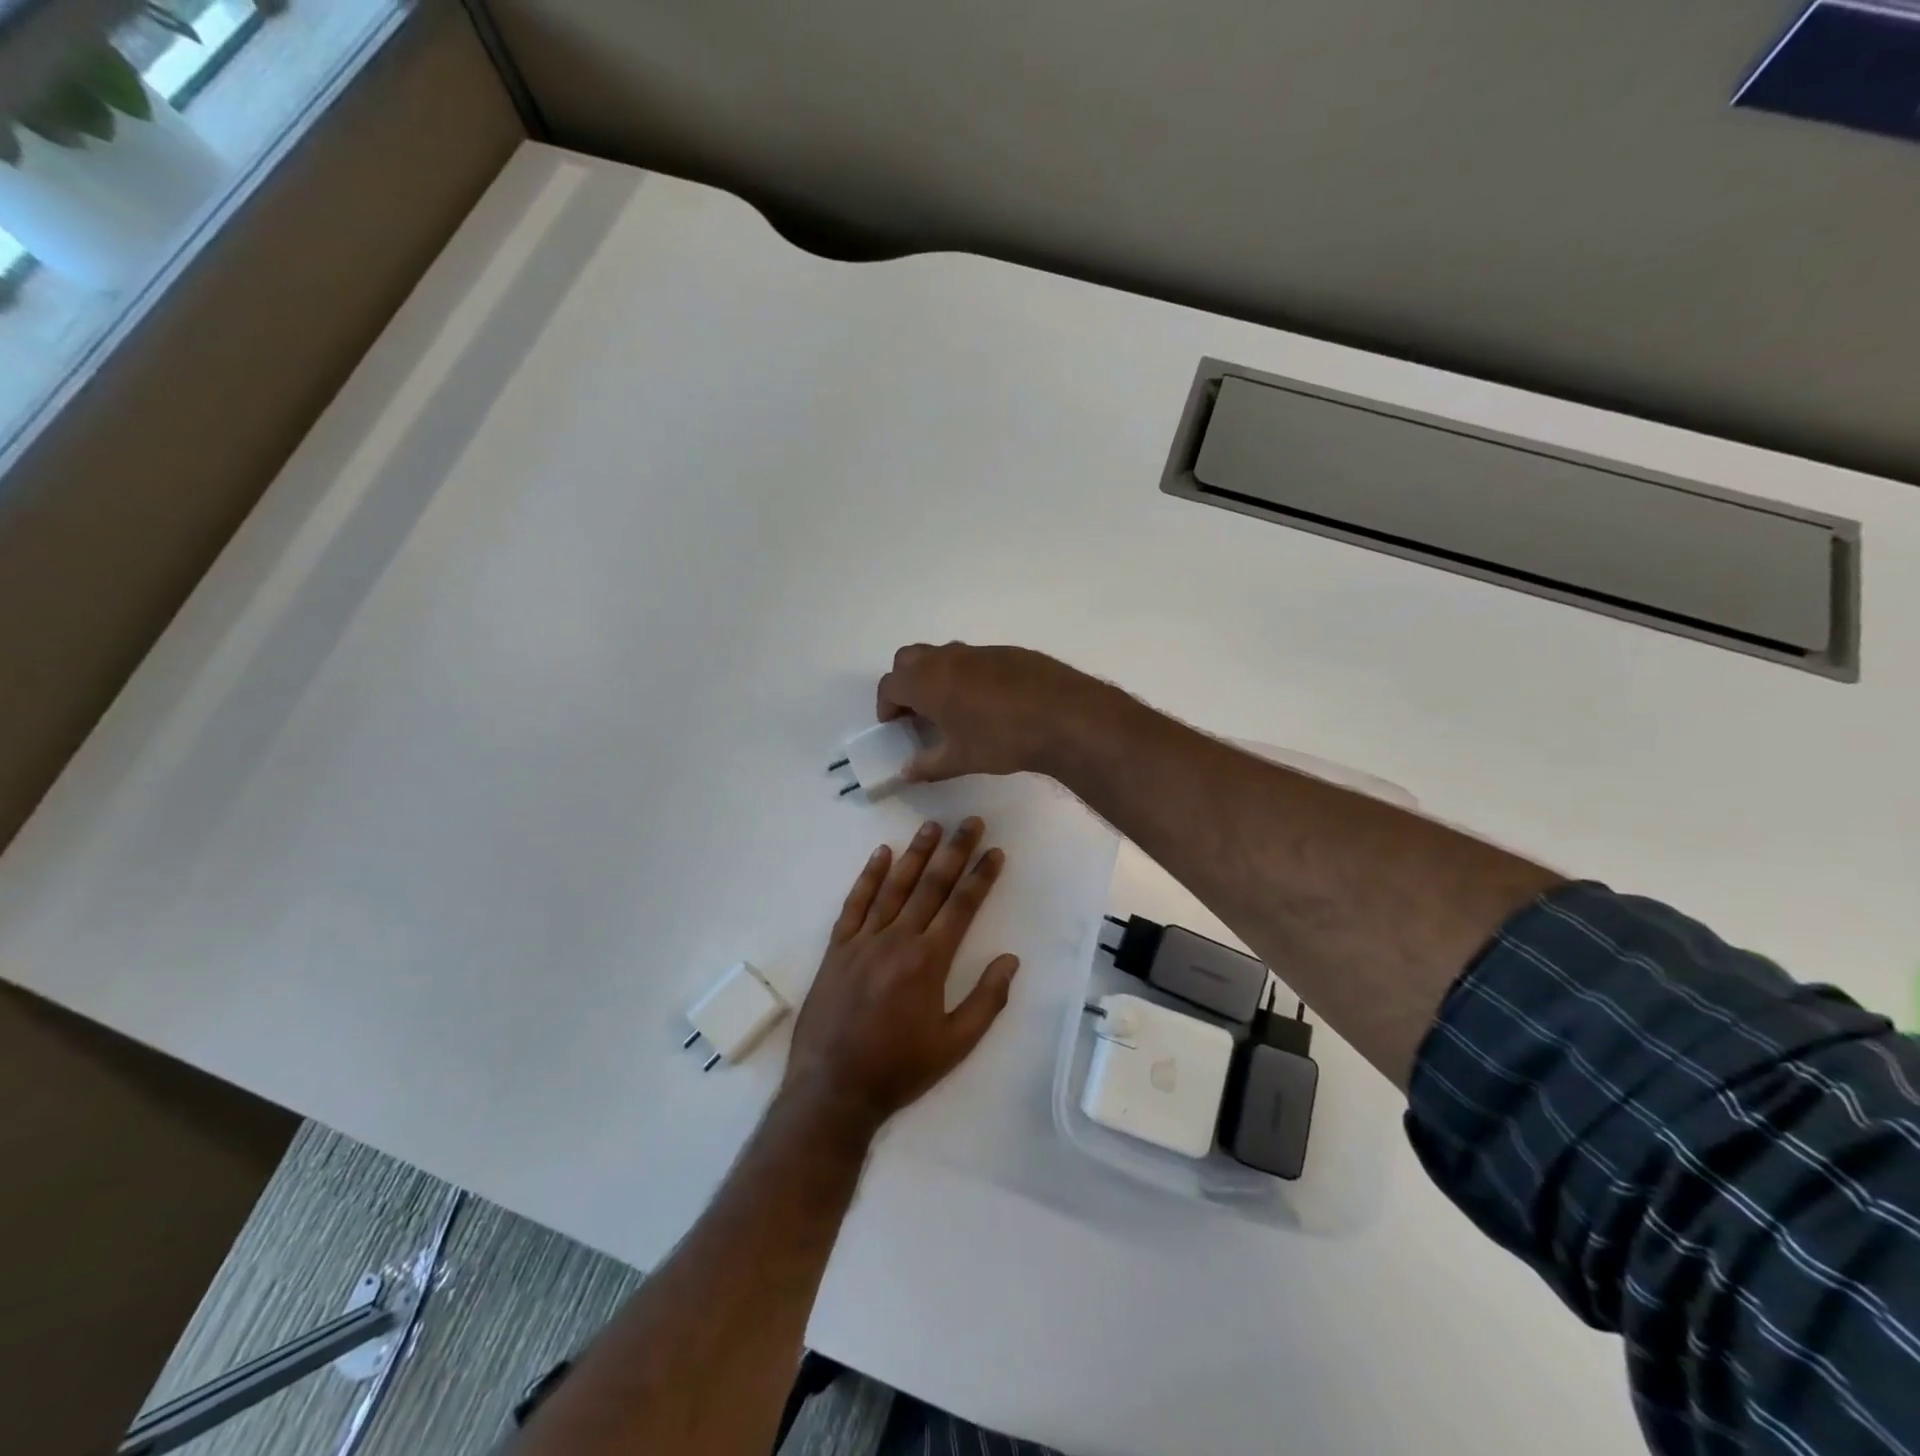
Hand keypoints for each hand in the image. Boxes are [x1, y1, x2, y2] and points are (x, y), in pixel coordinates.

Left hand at [781, 817, 1018, 1136]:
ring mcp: (863, 941)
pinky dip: (868, 877)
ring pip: (894, 887)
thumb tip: (1010, 959)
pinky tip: (880, 854)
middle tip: (969, 822)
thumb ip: (986, 1000)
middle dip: (954, 852)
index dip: (980, 876)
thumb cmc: (900, 1069)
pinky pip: (854, 904)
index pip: (961, 906)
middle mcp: (897, 940)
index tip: (995, 850)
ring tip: (931, 826)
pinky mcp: (837, 948)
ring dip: (915, 854)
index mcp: (929, 961)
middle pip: (930, 886)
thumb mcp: (955, 1045)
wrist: (833, 1089)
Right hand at [875, 643, 1112, 782]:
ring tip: (952, 708)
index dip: (886, 705)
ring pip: (944, 655)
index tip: (894, 725)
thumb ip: (928, 765)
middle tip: (917, 711)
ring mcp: (979, 651)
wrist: (1064, 716)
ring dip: (937, 676)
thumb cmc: (1001, 739)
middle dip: (905, 682)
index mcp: (927, 681)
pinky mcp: (1008, 652)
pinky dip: (968, 675)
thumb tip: (907, 771)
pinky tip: (989, 703)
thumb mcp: (960, 759)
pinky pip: (975, 659)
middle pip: (909, 659)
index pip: (890, 685)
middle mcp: (948, 658)